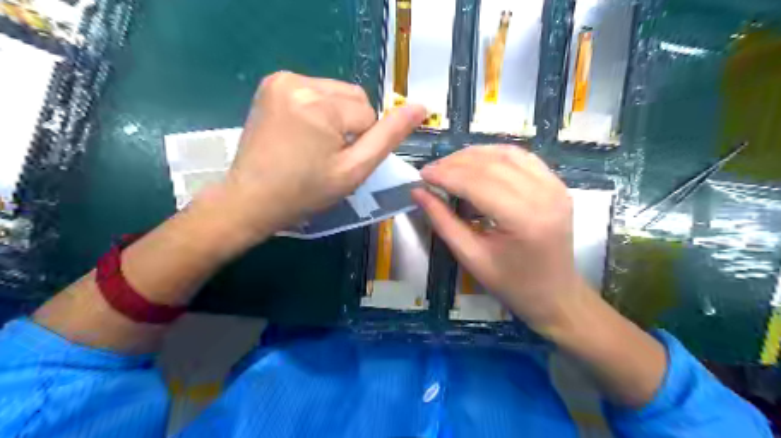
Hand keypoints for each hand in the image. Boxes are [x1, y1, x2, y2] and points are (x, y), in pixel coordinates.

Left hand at [213, 73, 425, 242]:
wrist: (252, 199)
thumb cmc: (306, 192)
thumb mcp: (354, 170)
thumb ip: (388, 137)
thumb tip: (420, 108)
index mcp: (320, 104)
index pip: (368, 114)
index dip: (361, 142)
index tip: (338, 162)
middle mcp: (298, 81)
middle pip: (354, 97)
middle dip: (351, 125)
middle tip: (328, 155)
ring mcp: (281, 79)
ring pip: (337, 93)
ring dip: (336, 117)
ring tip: (314, 145)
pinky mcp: (272, 83)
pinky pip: (316, 91)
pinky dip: (319, 110)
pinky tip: (303, 133)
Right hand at [411, 145, 588, 333]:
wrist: (556, 294)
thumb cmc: (511, 283)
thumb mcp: (471, 257)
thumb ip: (443, 221)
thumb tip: (418, 191)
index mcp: (524, 219)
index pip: (477, 183)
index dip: (446, 174)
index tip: (422, 174)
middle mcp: (545, 194)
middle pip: (491, 164)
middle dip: (455, 163)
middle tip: (432, 171)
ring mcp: (555, 186)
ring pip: (506, 154)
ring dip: (473, 155)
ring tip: (449, 166)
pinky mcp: (557, 183)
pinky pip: (522, 157)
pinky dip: (495, 155)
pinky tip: (476, 163)